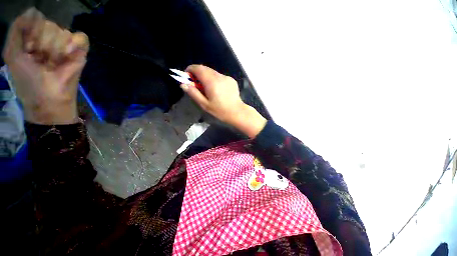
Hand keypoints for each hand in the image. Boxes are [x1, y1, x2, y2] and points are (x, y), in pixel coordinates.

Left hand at [2, 8, 88, 124]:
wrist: (49, 97)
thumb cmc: (26, 79)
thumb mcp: (12, 53)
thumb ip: (17, 30)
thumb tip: (33, 11)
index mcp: (34, 38)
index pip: (35, 20)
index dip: (31, 32)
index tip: (28, 49)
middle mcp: (50, 39)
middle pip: (49, 24)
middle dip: (43, 42)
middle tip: (41, 59)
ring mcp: (66, 46)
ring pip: (62, 31)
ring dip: (56, 48)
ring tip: (54, 63)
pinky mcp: (80, 53)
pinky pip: (81, 38)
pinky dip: (75, 44)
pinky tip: (68, 54)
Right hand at [182, 65, 266, 137]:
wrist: (237, 112)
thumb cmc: (220, 110)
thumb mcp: (204, 104)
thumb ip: (193, 93)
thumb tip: (183, 84)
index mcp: (211, 81)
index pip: (198, 68)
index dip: (190, 70)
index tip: (187, 77)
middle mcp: (219, 76)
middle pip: (205, 69)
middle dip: (198, 73)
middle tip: (196, 84)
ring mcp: (226, 77)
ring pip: (212, 72)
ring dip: (206, 76)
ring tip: (207, 88)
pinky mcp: (231, 80)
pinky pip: (220, 76)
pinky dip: (215, 79)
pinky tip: (217, 89)